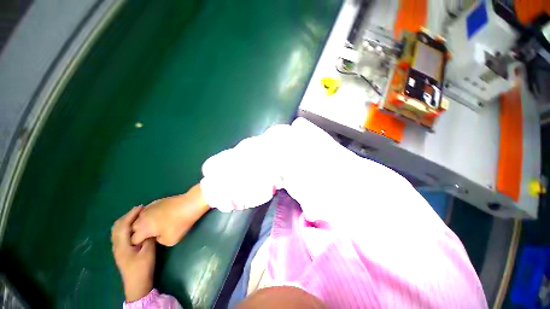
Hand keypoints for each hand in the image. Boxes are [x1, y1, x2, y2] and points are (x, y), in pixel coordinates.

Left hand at [111, 206, 154, 302]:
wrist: (136, 283)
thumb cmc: (142, 267)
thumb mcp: (148, 252)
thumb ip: (148, 238)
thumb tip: (150, 227)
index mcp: (121, 245)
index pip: (123, 225)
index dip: (131, 214)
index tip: (141, 207)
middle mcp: (117, 245)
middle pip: (117, 226)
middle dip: (127, 216)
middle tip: (139, 210)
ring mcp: (118, 248)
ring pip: (118, 230)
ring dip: (126, 221)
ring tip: (137, 216)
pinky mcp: (122, 250)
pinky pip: (121, 234)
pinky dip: (126, 227)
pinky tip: (135, 227)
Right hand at [131, 183, 209, 246]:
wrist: (190, 203)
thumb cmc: (179, 223)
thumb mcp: (170, 240)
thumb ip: (158, 241)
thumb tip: (156, 236)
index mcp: (143, 228)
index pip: (134, 240)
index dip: (139, 244)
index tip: (146, 245)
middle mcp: (142, 216)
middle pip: (134, 227)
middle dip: (139, 233)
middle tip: (150, 236)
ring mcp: (150, 207)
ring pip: (140, 218)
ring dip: (144, 223)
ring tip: (154, 227)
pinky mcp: (157, 201)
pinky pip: (148, 210)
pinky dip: (150, 215)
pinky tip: (159, 217)